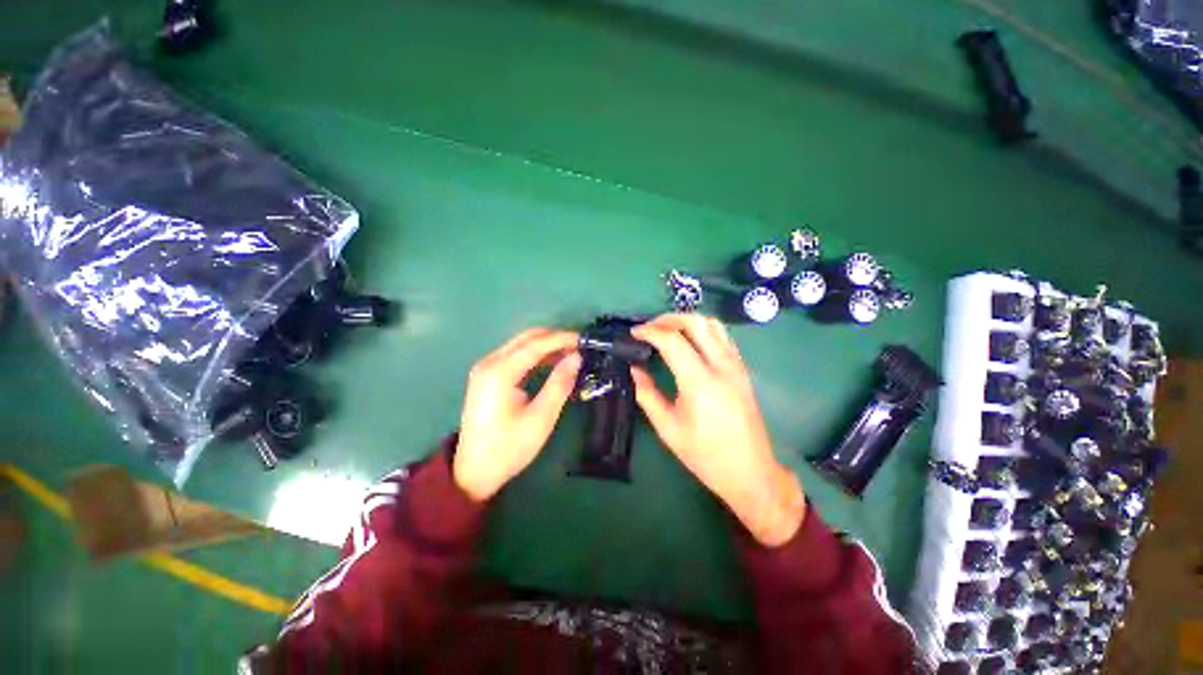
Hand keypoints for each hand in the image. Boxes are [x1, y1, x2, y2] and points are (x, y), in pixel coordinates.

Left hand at [454, 328, 581, 501]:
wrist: (473, 472)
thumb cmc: (509, 447)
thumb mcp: (541, 417)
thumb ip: (559, 384)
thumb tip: (576, 357)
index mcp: (500, 372)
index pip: (535, 344)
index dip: (561, 339)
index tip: (584, 340)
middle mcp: (489, 363)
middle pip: (526, 338)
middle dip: (554, 338)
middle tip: (579, 347)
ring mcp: (485, 368)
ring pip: (520, 345)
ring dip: (545, 346)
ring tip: (570, 354)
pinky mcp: (486, 377)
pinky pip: (514, 356)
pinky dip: (534, 355)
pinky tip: (550, 363)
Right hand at [631, 314, 804, 546]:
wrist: (750, 472)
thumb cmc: (705, 455)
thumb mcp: (668, 428)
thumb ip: (647, 394)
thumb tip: (634, 369)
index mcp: (700, 382)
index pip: (672, 340)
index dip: (649, 331)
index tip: (633, 334)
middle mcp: (721, 365)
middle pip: (695, 322)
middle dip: (667, 318)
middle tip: (648, 328)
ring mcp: (736, 365)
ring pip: (713, 324)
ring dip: (687, 320)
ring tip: (667, 330)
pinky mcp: (742, 369)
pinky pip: (723, 336)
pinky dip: (703, 330)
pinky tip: (690, 342)